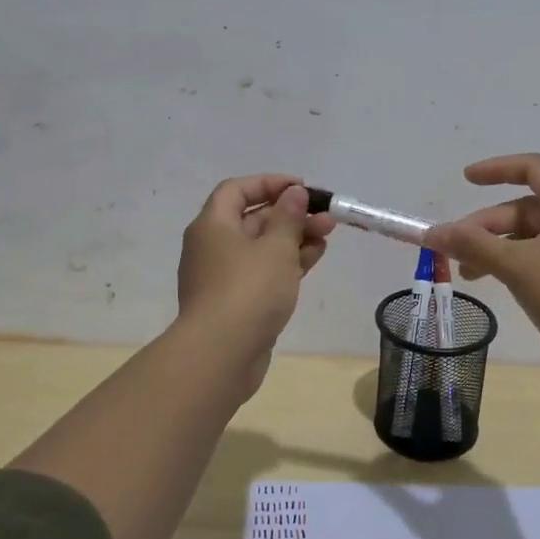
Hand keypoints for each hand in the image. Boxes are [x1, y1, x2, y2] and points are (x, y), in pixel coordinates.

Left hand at [177, 175, 335, 393]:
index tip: (302, 188)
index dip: (269, 183)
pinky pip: (263, 272)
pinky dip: (287, 263)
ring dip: (294, 239)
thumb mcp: (276, 247)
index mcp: (212, 226)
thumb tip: (294, 194)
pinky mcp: (236, 302)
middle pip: (252, 219)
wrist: (221, 354)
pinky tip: (314, 259)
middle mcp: (213, 247)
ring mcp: (224, 277)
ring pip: (262, 248)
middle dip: (291, 215)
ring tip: (327, 236)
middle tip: (326, 217)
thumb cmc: (248, 290)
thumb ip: (288, 217)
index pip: (236, 190)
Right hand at [423, 153, 539, 382]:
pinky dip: (520, 262)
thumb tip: (432, 232)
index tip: (466, 179)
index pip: (532, 168)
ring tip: (469, 274)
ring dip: (500, 248)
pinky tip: (501, 283)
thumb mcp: (517, 266)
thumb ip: (473, 245)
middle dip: (488, 225)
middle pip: (527, 207)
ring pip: (535, 235)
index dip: (496, 169)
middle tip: (455, 250)